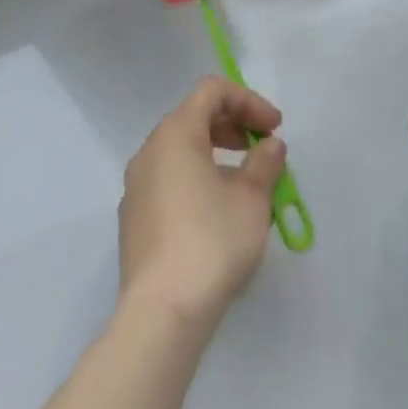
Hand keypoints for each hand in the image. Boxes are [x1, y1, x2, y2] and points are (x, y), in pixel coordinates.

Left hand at [118, 77, 287, 325]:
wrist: (161, 316)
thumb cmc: (211, 241)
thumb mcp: (253, 197)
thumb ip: (265, 162)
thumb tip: (269, 146)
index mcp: (175, 133)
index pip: (213, 92)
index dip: (249, 101)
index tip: (274, 129)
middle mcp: (149, 151)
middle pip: (194, 117)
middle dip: (232, 126)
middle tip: (261, 148)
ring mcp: (136, 188)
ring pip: (180, 151)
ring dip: (216, 154)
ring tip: (245, 183)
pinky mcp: (134, 222)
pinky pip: (169, 181)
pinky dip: (196, 179)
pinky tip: (217, 213)